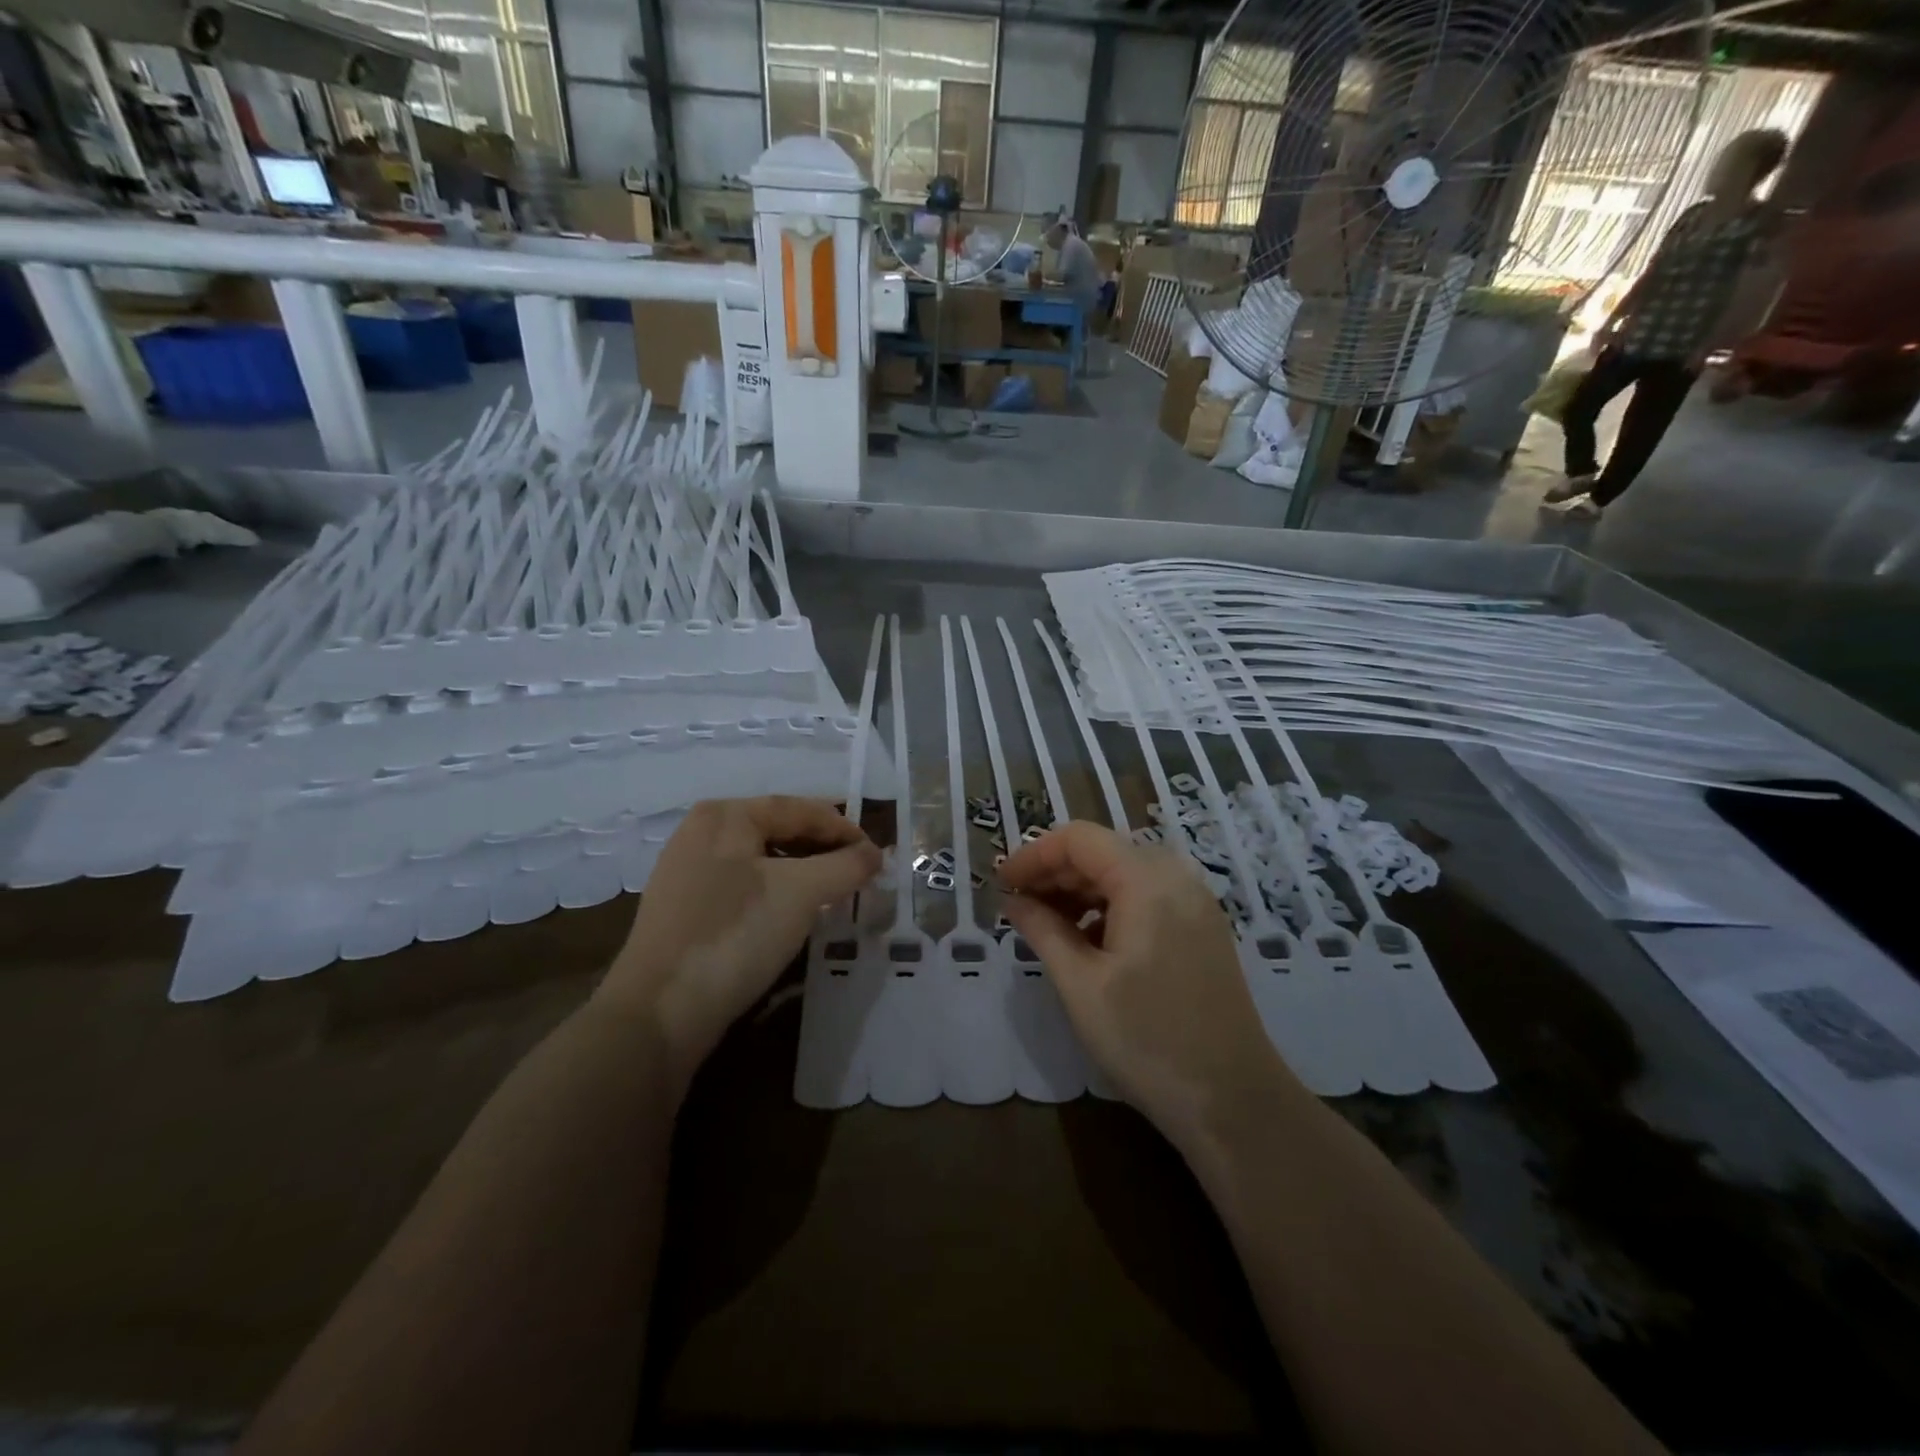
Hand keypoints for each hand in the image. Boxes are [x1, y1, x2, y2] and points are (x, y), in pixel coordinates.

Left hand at [598, 797, 879, 1087]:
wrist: (659, 1012)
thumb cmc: (735, 933)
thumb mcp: (802, 893)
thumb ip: (846, 866)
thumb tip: (875, 854)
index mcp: (726, 814)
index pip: (800, 809)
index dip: (845, 830)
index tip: (877, 856)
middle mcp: (702, 831)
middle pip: (779, 830)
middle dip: (823, 851)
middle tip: (859, 875)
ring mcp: (687, 870)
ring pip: (761, 859)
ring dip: (802, 872)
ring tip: (831, 895)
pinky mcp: (683, 907)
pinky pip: (742, 885)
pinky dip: (775, 892)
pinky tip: (791, 915)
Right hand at [999, 822, 1295, 1142]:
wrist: (1233, 1101)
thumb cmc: (1147, 1040)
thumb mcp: (1081, 984)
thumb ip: (1042, 930)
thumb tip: (1012, 900)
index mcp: (1147, 880)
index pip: (1078, 839)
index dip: (1033, 855)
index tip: (1000, 883)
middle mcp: (1176, 877)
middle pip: (1103, 852)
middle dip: (1054, 872)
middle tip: (1016, 906)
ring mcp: (1194, 902)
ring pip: (1124, 874)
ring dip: (1079, 891)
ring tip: (1044, 924)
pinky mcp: (1201, 928)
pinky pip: (1146, 897)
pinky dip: (1109, 907)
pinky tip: (1086, 941)